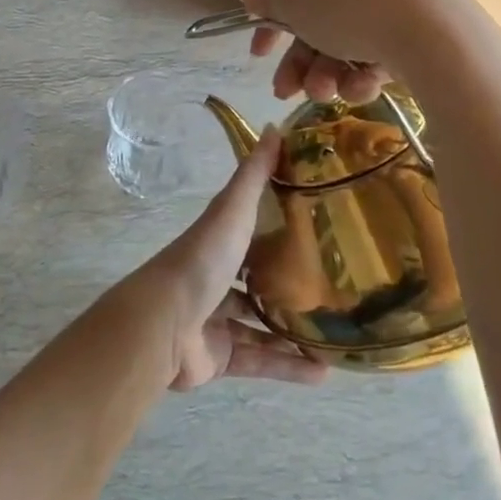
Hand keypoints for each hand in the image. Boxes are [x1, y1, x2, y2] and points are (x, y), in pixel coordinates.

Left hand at [127, 127, 326, 391]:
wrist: (165, 324)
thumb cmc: (201, 260)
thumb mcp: (232, 211)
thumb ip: (253, 175)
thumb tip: (274, 126)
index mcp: (218, 244)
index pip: (250, 232)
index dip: (278, 229)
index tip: (318, 230)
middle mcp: (215, 279)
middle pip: (255, 281)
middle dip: (288, 285)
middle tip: (334, 289)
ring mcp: (216, 319)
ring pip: (260, 325)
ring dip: (293, 331)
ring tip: (336, 334)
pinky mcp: (220, 356)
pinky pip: (259, 361)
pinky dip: (288, 367)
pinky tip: (323, 373)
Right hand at [237, 0, 432, 102]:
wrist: (427, 26)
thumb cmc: (344, 7)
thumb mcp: (293, 8)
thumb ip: (266, 4)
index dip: (270, 28)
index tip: (259, 56)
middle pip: (317, 22)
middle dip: (301, 63)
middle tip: (288, 92)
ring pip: (346, 41)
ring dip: (328, 73)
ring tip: (327, 94)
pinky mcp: (416, 20)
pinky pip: (378, 46)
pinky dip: (365, 71)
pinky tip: (364, 87)